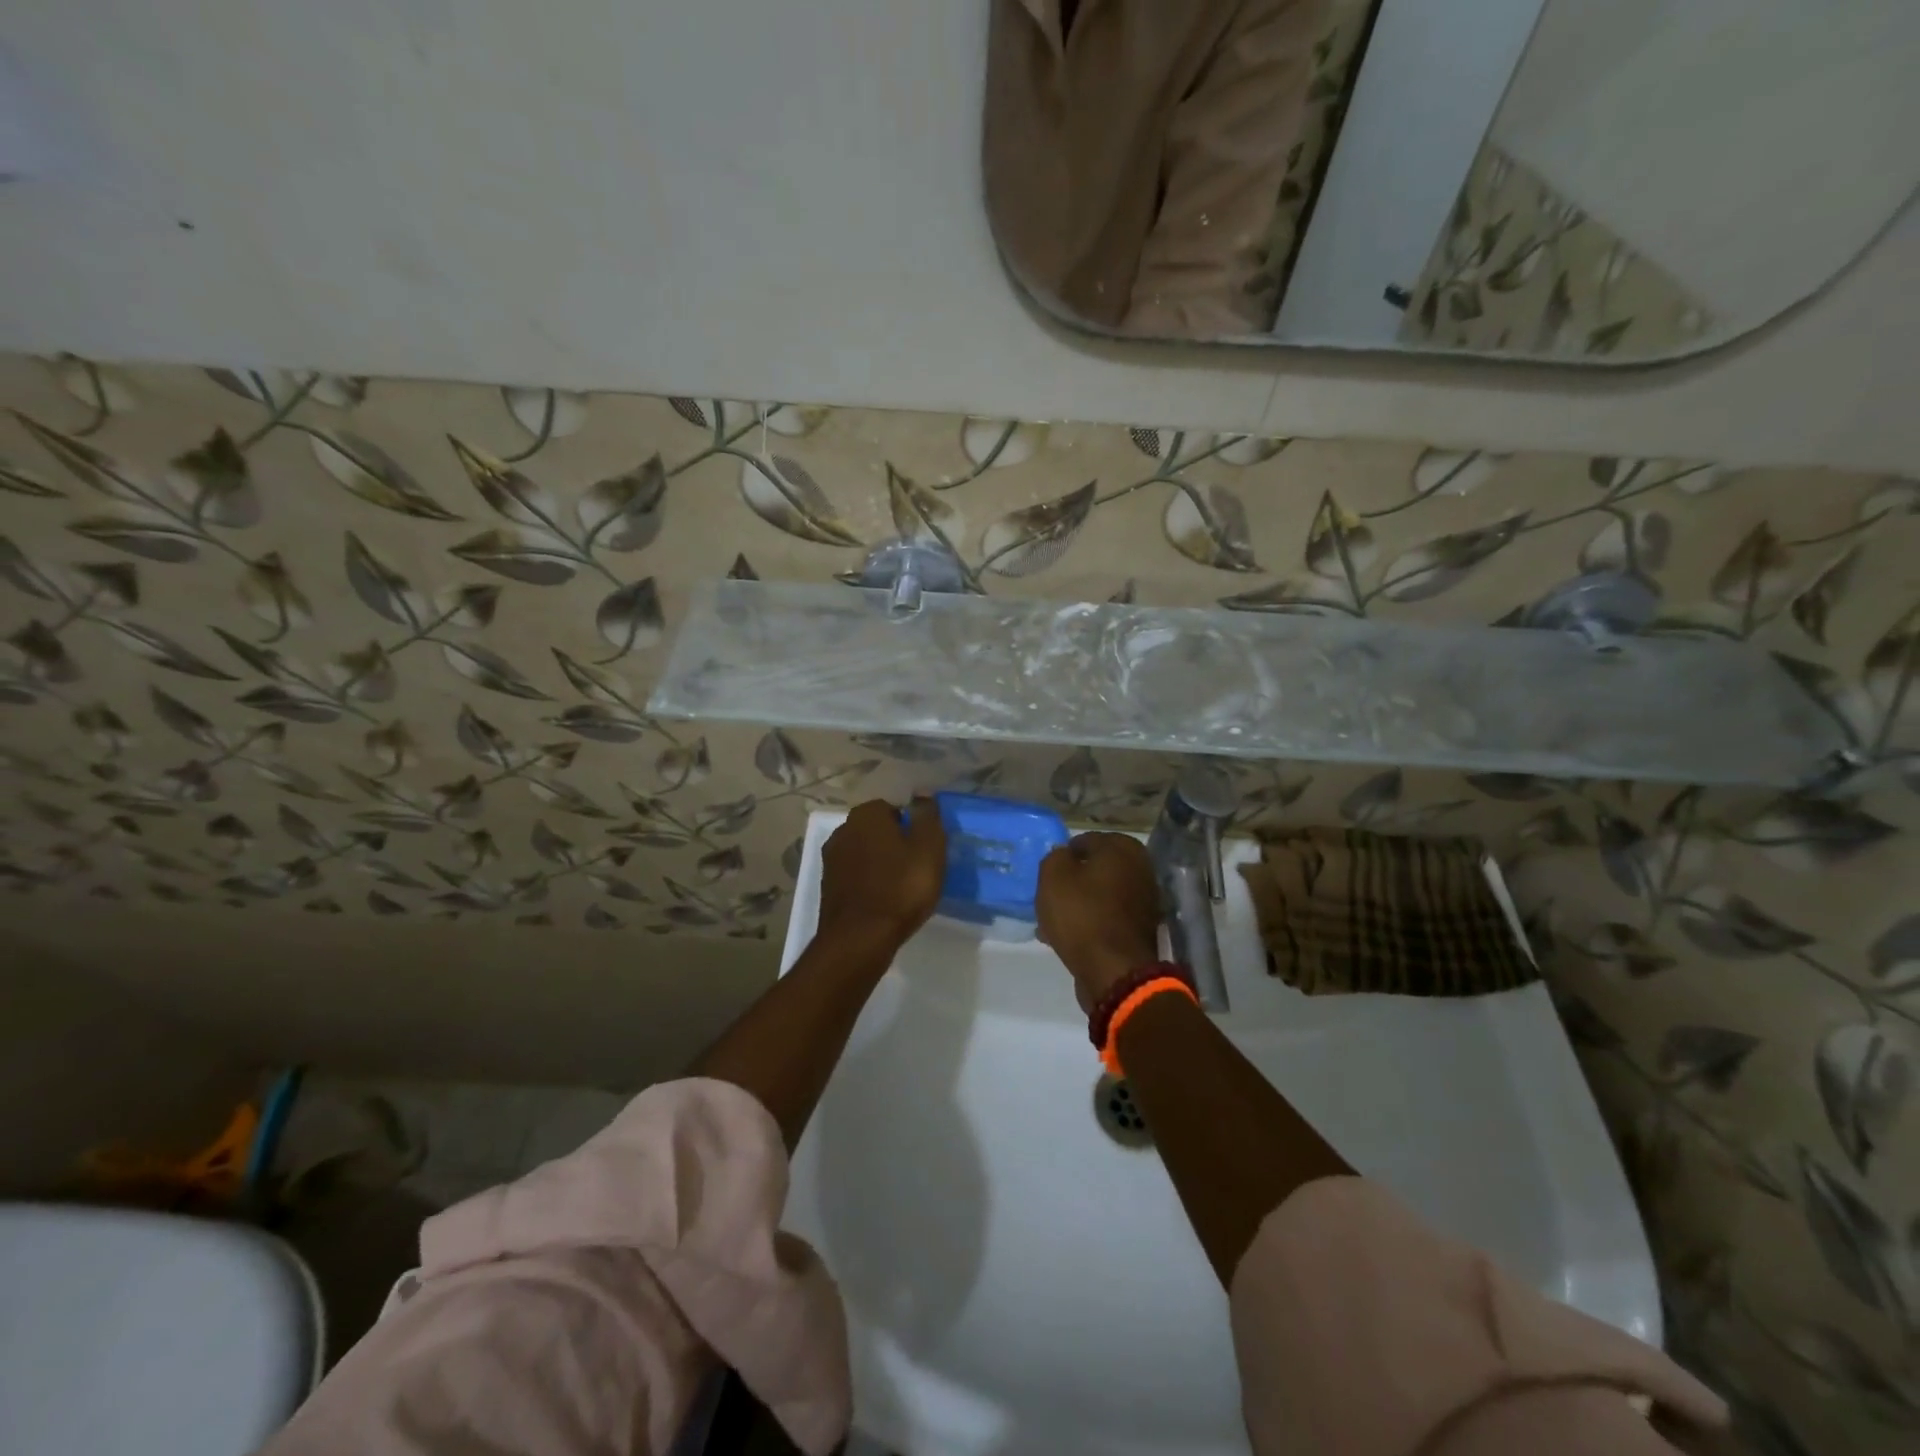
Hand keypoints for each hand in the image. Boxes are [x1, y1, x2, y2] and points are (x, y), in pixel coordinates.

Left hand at [815, 798, 946, 954]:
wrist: (860, 938)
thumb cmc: (901, 887)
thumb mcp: (928, 847)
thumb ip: (927, 816)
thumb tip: (923, 793)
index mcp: (866, 814)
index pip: (894, 808)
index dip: (912, 827)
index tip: (925, 849)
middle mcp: (843, 830)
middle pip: (877, 830)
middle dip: (894, 844)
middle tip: (917, 868)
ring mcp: (831, 860)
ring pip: (865, 853)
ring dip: (881, 864)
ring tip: (902, 887)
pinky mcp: (827, 887)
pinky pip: (855, 876)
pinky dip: (868, 883)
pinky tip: (884, 901)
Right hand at [1037, 832, 1161, 1011]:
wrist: (1114, 971)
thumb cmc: (1082, 914)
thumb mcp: (1053, 876)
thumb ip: (1055, 856)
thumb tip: (1064, 856)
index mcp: (1124, 848)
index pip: (1084, 841)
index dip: (1062, 857)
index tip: (1047, 876)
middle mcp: (1141, 869)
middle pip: (1094, 870)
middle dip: (1071, 882)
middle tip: (1048, 898)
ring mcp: (1144, 901)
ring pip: (1099, 895)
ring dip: (1078, 905)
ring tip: (1052, 923)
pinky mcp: (1140, 929)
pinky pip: (1107, 918)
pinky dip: (1090, 923)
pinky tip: (1068, 938)